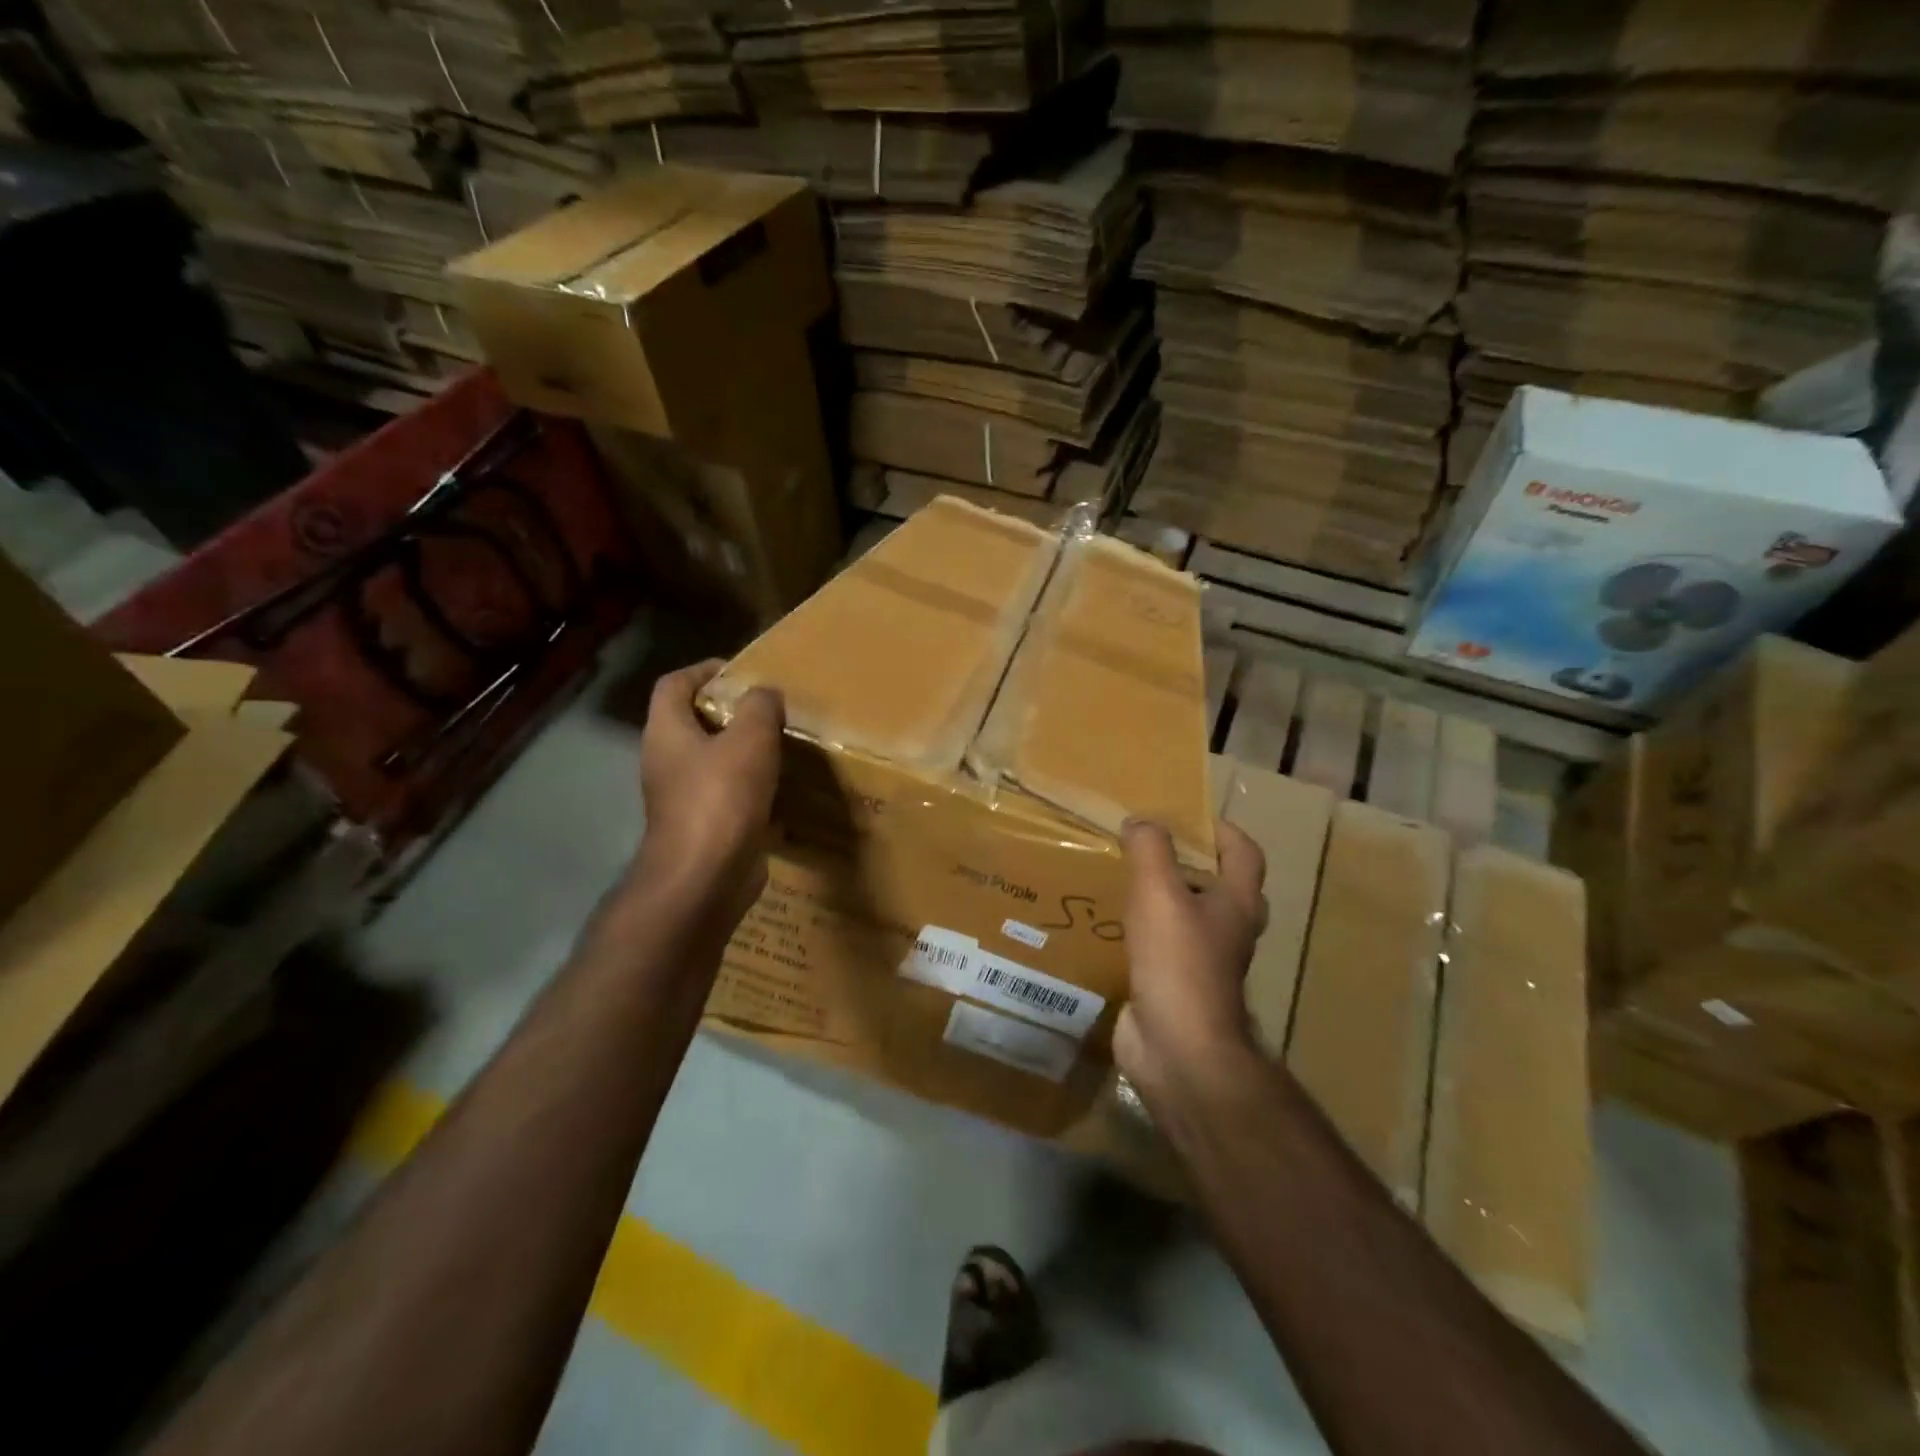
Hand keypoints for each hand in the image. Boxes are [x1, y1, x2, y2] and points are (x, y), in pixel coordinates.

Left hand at [630, 659, 783, 923]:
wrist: (704, 878)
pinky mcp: (704, 827)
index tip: (739, 672)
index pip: (673, 684)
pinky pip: (728, 796)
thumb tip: (765, 694)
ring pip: (714, 762)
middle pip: (693, 722)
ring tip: (783, 746)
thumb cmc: (721, 798)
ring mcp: (683, 798)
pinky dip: (752, 789)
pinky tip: (783, 790)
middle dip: (731, 712)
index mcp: (667, 732)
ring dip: (744, 752)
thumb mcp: (750, 739)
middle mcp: (667, 762)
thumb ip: (760, 707)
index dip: (703, 670)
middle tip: (770, 710)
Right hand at [1114, 819, 1267, 1105]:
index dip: (1221, 830)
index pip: (1244, 853)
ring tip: (1123, 877)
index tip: (1184, 816)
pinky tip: (1110, 922)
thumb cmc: (1178, 961)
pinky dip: (1142, 930)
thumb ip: (1150, 849)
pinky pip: (1162, 946)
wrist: (1178, 1047)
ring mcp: (1204, 961)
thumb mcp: (1159, 892)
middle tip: (1148, 846)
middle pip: (1218, 884)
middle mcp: (1228, 929)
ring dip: (1163, 896)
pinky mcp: (1176, 984)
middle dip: (1188, 862)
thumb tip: (1141, 822)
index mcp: (1237, 902)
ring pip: (1188, 916)